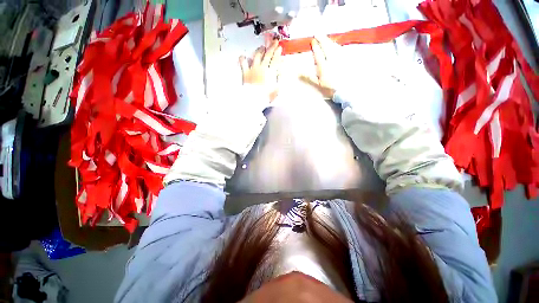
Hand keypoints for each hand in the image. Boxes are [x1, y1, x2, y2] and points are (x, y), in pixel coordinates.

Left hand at [239, 40, 282, 101]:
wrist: (253, 99)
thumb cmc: (265, 96)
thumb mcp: (275, 89)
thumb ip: (278, 80)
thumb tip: (280, 72)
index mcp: (270, 73)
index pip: (275, 60)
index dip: (278, 53)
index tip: (280, 48)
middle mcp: (262, 68)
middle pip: (267, 55)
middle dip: (272, 47)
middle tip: (274, 42)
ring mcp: (253, 69)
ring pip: (257, 55)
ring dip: (260, 50)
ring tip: (262, 47)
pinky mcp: (245, 72)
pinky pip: (243, 62)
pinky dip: (243, 58)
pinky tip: (243, 55)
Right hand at [307, 35, 341, 98]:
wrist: (345, 90)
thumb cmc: (330, 88)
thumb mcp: (318, 84)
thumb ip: (309, 77)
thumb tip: (299, 72)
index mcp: (324, 66)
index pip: (318, 54)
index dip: (315, 47)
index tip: (313, 41)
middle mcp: (332, 60)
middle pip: (326, 47)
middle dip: (322, 39)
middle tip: (318, 33)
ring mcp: (340, 58)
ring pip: (334, 46)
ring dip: (329, 41)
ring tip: (325, 37)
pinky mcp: (346, 59)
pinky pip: (341, 49)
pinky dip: (336, 45)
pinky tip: (335, 44)